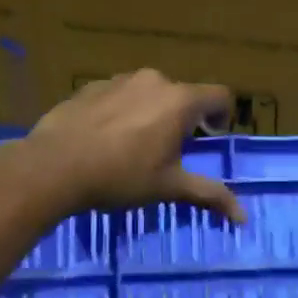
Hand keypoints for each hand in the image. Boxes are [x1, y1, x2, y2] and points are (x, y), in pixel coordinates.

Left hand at [12, 69, 245, 222]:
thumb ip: (209, 195)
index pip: (219, 95)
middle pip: (182, 95)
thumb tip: (244, 217)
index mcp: (180, 101)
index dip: (222, 115)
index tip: (210, 137)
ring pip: (148, 93)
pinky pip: (119, 95)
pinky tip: (104, 139)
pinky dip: (121, 111)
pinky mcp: (91, 86)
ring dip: (151, 112)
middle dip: (183, 118)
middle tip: (169, 150)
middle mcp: (154, 80)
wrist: (54, 166)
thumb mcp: (169, 188)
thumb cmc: (120, 176)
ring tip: (134, 145)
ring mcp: (119, 80)